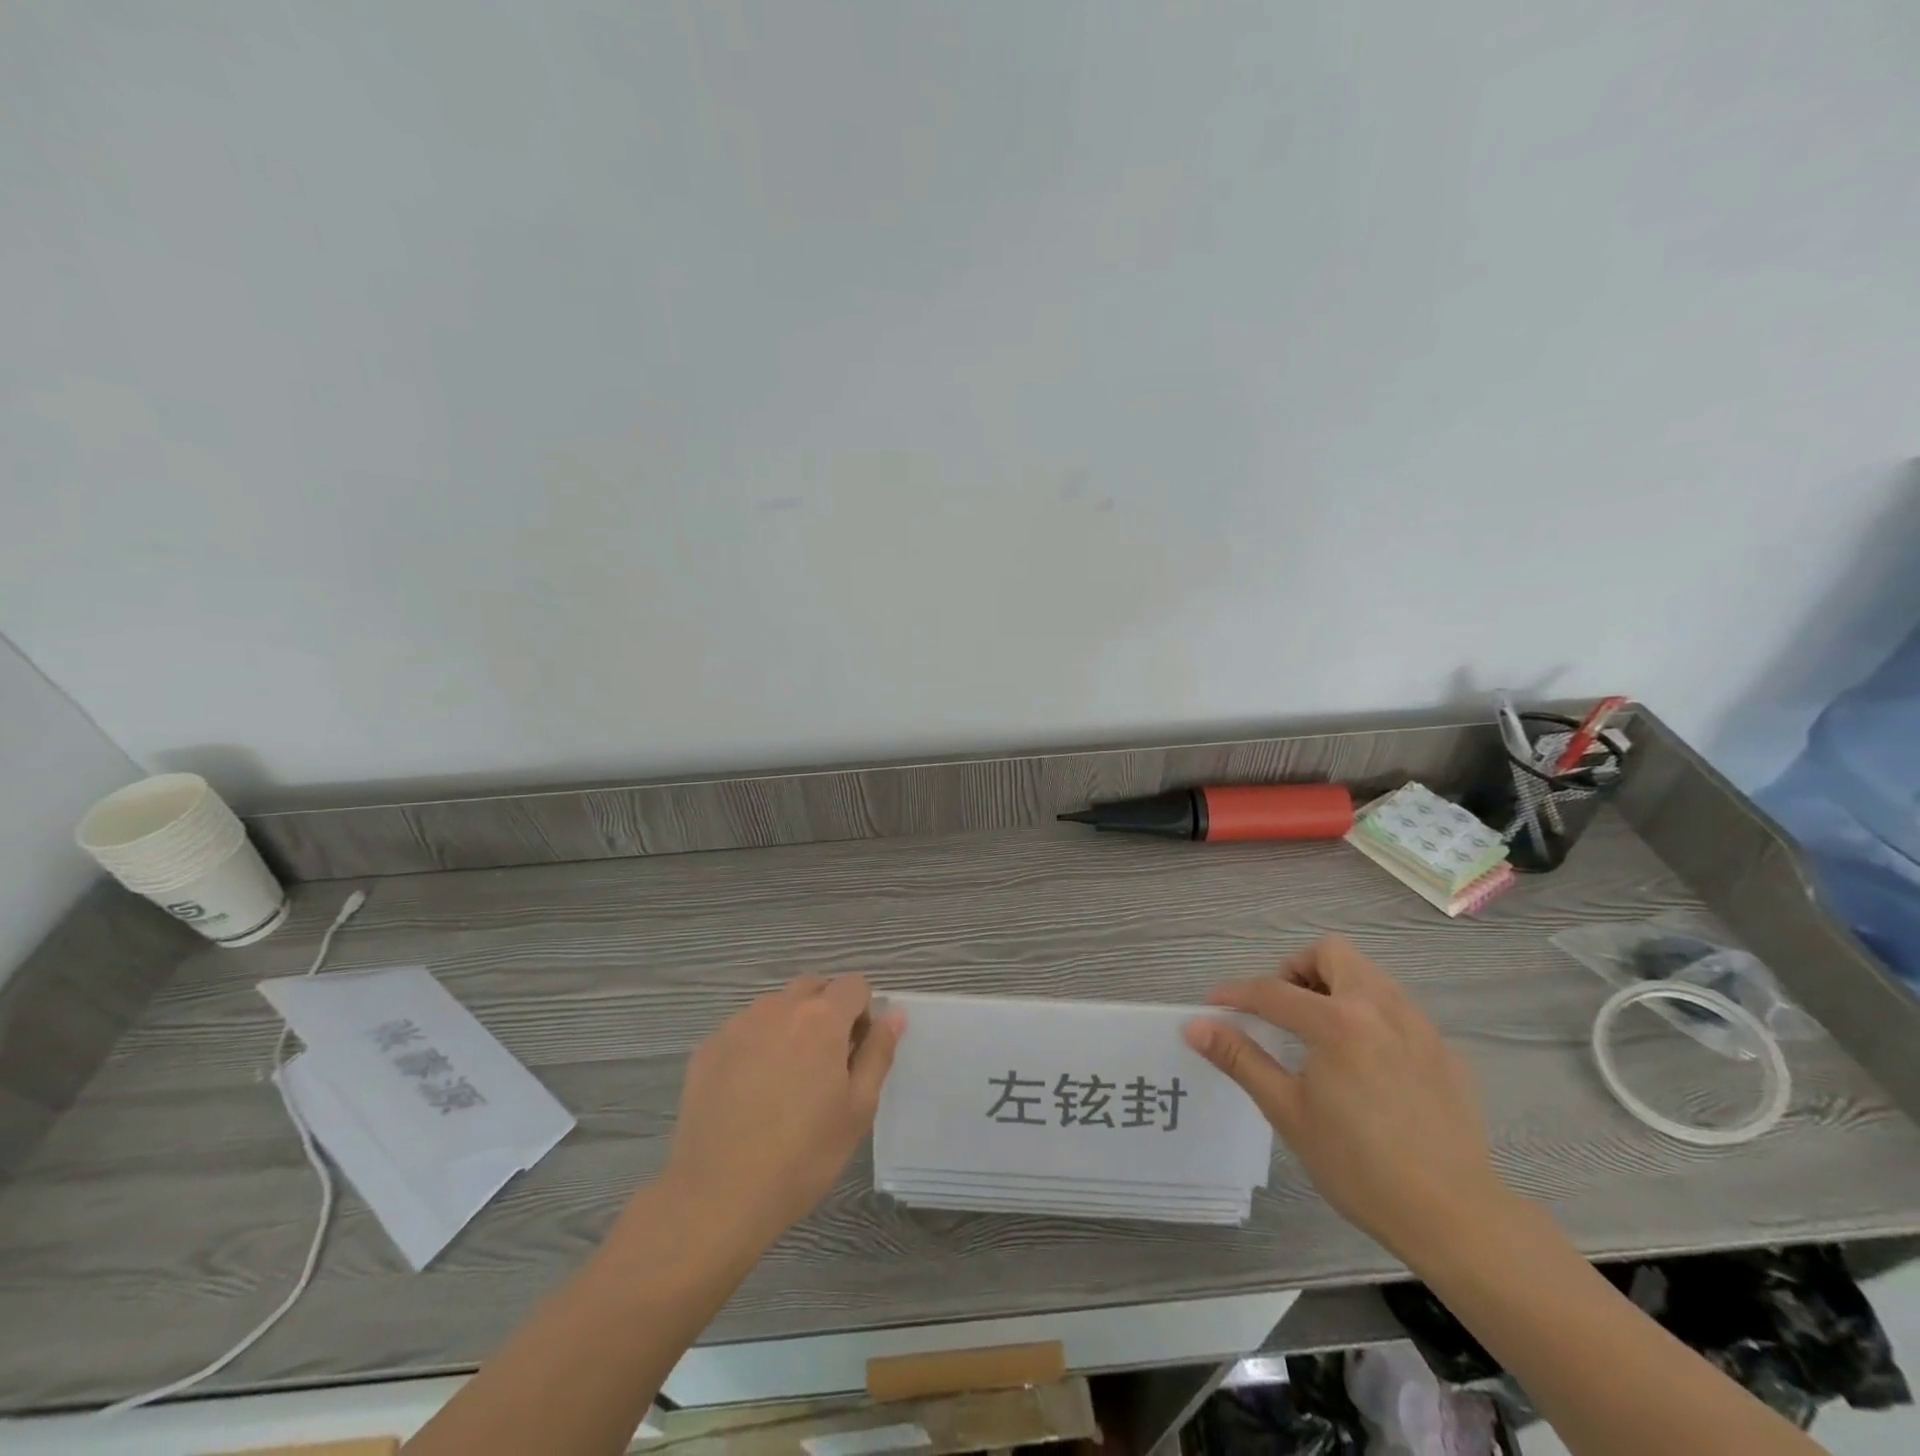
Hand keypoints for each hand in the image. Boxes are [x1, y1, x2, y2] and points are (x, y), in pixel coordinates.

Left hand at [658, 973, 903, 1249]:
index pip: (853, 985)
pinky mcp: (708, 1048)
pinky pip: (743, 1030)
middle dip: (826, 1011)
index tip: (855, 1052)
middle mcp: (779, 1007)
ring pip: (775, 1006)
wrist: (717, 1195)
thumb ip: (878, 1053)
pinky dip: (755, 1046)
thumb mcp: (857, 1109)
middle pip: (812, 987)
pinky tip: (749, 1092)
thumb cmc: (802, 1155)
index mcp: (822, 1018)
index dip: (862, 1012)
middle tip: (825, 1063)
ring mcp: (738, 1025)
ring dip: (789, 1026)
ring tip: (784, 1080)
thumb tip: (893, 1015)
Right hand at [1183, 937, 1507, 1267]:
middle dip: (1296, 969)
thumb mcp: (1288, 1111)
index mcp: (1337, 1022)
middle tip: (1280, 1008)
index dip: (1236, 994)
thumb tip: (1196, 1026)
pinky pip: (1398, 1009)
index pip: (1272, 990)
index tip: (1214, 1006)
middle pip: (1331, 953)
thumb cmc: (1359, 1166)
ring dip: (1335, 986)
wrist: (1456, 1218)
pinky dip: (1369, 1015)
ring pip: (1368, 975)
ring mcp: (1419, 1027)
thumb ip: (1241, 1058)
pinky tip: (1365, 1063)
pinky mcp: (1444, 1051)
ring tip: (1319, 1032)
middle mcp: (1380, 1008)